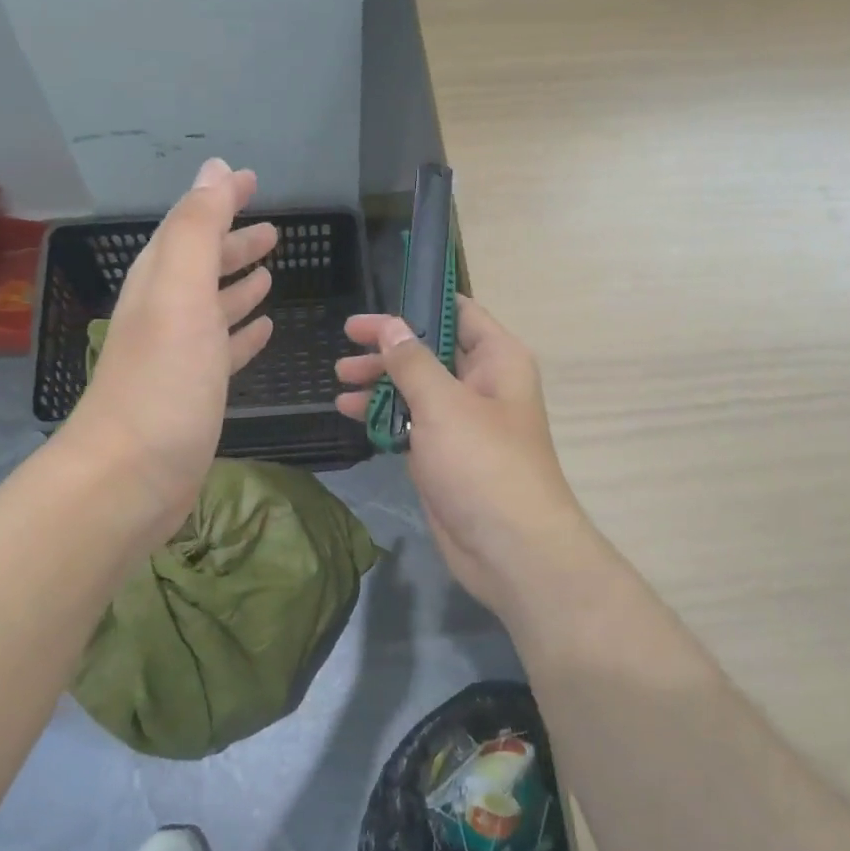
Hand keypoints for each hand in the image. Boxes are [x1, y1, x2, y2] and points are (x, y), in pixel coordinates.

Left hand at [58, 159, 276, 548]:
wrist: (129, 478)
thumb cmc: (162, 382)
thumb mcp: (180, 294)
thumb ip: (198, 230)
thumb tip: (216, 170)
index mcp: (160, 284)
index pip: (190, 226)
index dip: (220, 201)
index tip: (252, 180)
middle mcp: (165, 314)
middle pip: (201, 267)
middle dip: (234, 244)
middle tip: (273, 231)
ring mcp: (179, 357)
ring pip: (213, 308)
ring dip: (239, 287)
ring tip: (270, 274)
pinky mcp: (194, 395)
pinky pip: (223, 351)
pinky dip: (242, 335)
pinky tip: (262, 330)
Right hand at [335, 297, 597, 622]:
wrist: (510, 549)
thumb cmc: (483, 463)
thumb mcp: (444, 404)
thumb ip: (412, 361)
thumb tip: (390, 325)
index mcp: (497, 359)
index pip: (459, 312)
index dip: (419, 301)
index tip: (377, 301)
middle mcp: (483, 383)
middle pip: (431, 350)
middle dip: (389, 347)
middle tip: (344, 343)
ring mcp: (463, 421)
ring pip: (418, 388)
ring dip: (380, 382)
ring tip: (339, 380)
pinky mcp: (445, 454)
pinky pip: (412, 423)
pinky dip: (384, 416)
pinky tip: (350, 412)